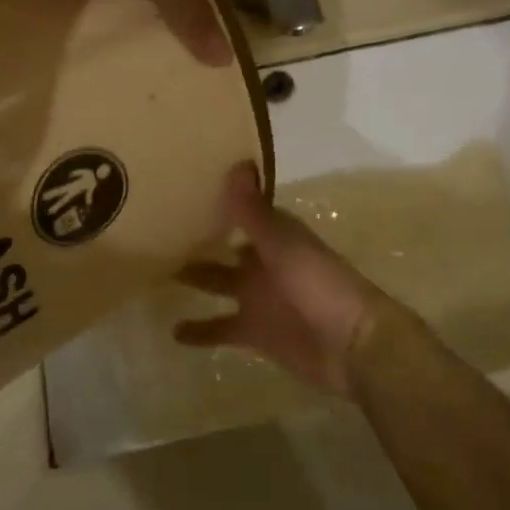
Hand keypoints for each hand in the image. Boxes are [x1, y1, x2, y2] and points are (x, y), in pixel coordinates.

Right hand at [174, 163, 387, 395]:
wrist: (353, 347)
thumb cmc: (319, 285)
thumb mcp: (282, 243)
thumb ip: (254, 210)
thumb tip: (237, 162)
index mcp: (275, 236)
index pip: (242, 212)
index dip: (217, 201)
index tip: (184, 187)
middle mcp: (264, 262)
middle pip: (225, 247)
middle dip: (199, 239)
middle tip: (158, 230)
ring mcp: (259, 299)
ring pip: (219, 283)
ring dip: (195, 280)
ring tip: (156, 273)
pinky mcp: (256, 333)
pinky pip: (222, 329)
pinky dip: (201, 331)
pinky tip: (174, 332)